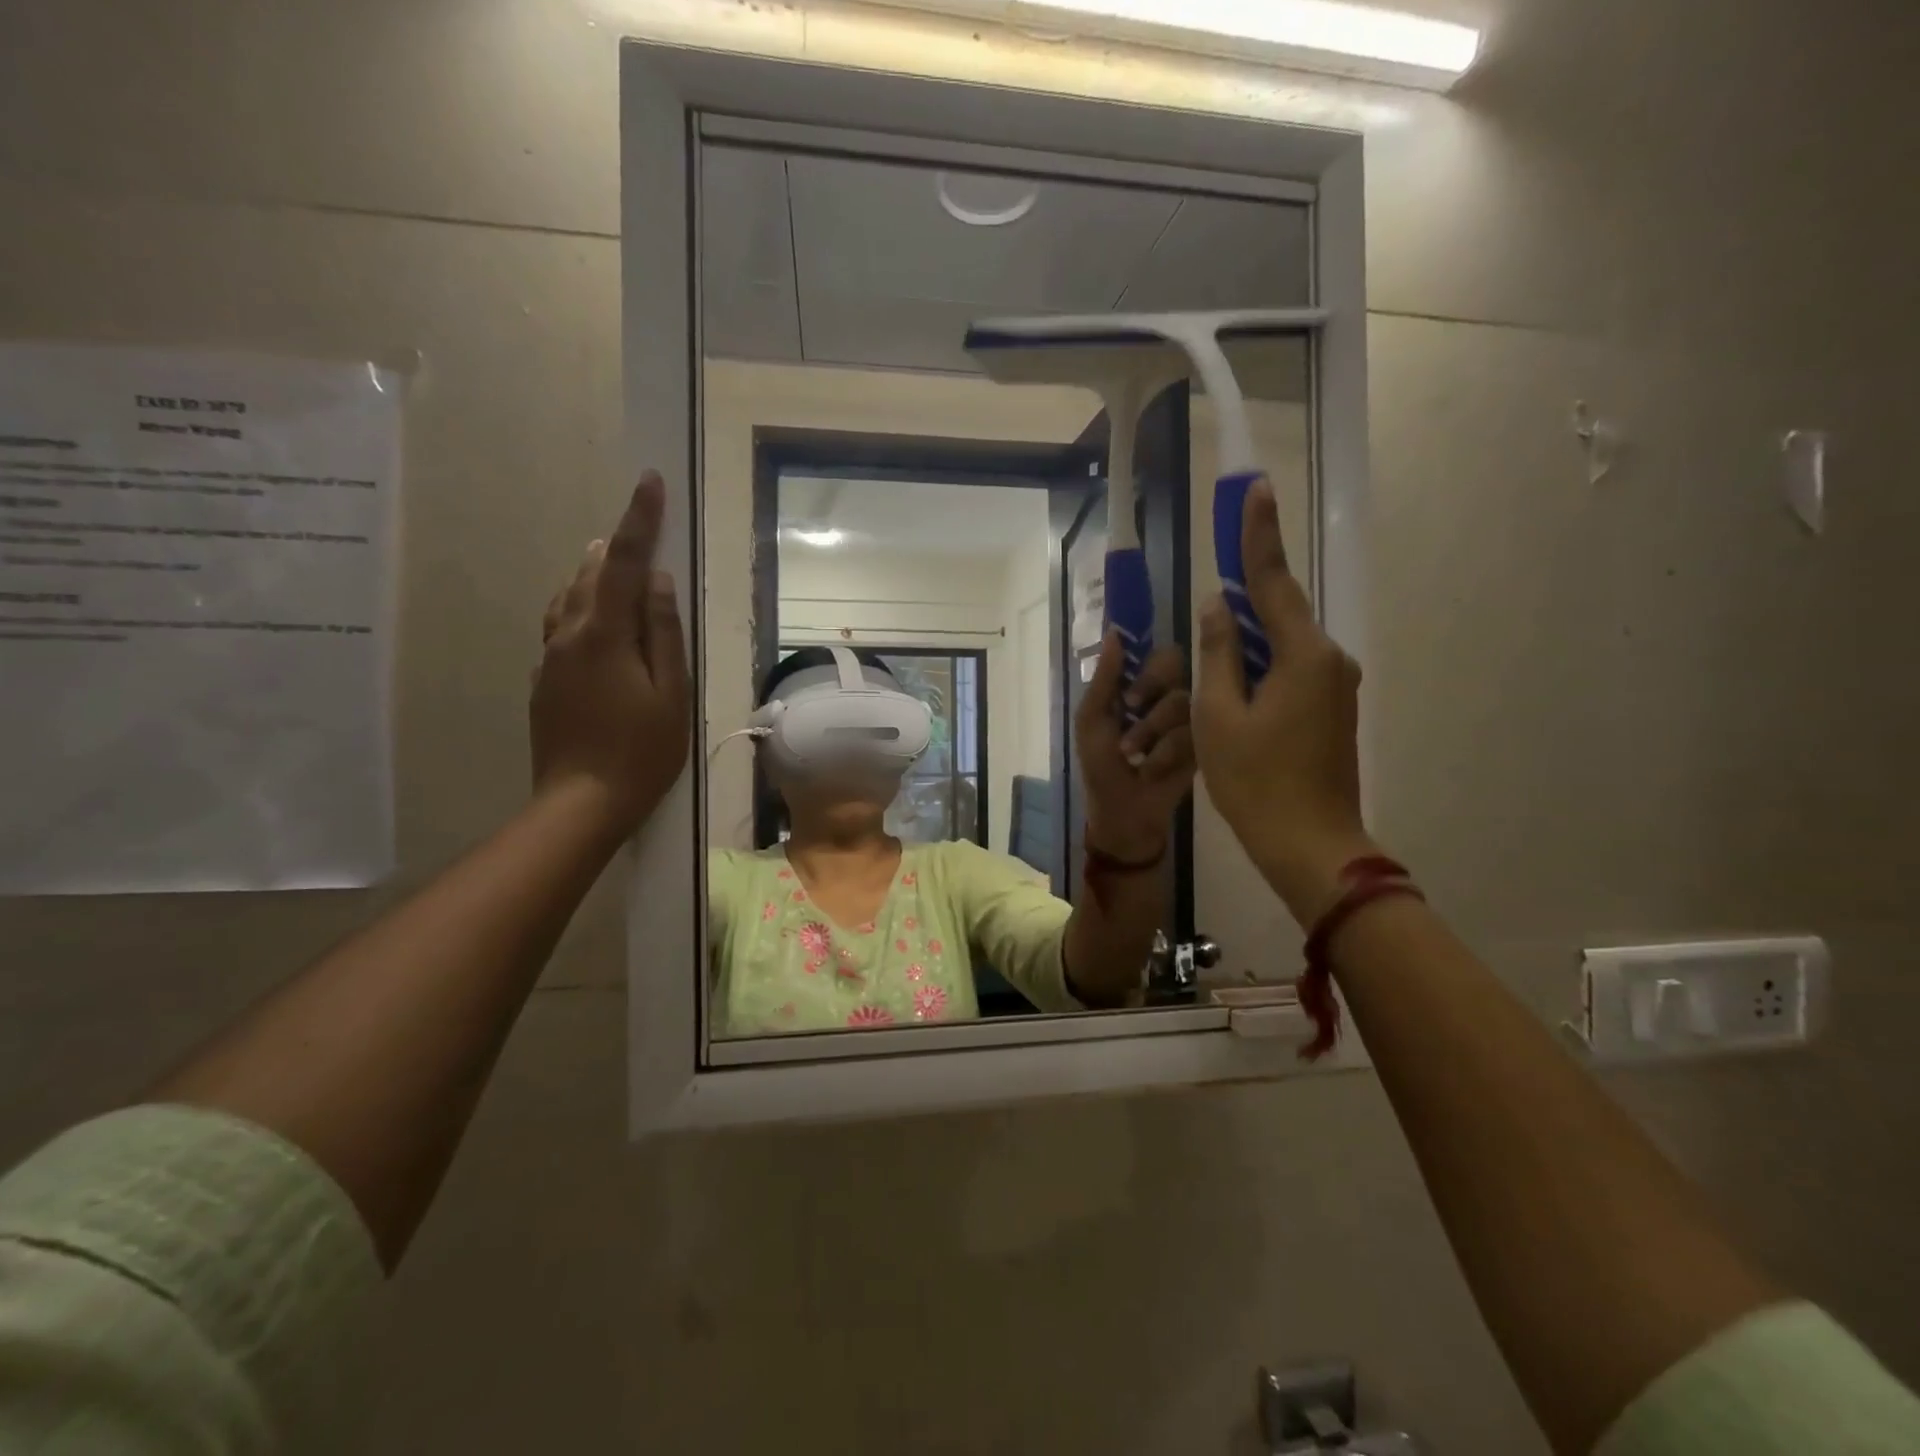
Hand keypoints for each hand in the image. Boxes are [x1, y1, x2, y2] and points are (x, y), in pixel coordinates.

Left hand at [531, 472, 689, 835]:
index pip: (625, 563)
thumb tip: (658, 581)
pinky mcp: (544, 681)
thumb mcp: (670, 693)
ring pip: (568, 598)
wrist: (581, 802)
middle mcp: (568, 635)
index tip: (650, 481)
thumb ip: (663, 633)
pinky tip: (596, 621)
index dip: (639, 520)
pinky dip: (581, 607)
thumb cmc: (642, 750)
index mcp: (604, 635)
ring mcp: (550, 659)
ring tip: (614, 561)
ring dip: (594, 574)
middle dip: (616, 545)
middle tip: (639, 526)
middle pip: (590, 574)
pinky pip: (561, 626)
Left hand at [1075, 636, 1195, 860]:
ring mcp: (1190, 720)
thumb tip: (1114, 633)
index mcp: (1141, 686)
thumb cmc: (1101, 766)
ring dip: (1150, 729)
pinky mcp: (1204, 745)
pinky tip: (1152, 770)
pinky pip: (1193, 732)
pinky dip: (1165, 753)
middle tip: (1132, 709)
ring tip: (1134, 755)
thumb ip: (1104, 679)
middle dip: (1151, 687)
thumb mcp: (1092, 721)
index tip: (1131, 689)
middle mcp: (1169, 696)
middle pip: (1176, 666)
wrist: (1124, 813)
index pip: (1158, 654)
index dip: (1147, 664)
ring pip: (1182, 700)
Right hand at [1193, 478, 1375, 922]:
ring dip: (1247, 643)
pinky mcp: (1332, 710)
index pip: (1274, 581)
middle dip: (1244, 599)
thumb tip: (1219, 606)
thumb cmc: (1255, 782)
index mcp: (1303, 655)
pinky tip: (1234, 688)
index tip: (1255, 489)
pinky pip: (1290, 672)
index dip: (1258, 535)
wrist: (1311, 845)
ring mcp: (1335, 687)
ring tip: (1212, 657)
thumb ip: (1219, 653)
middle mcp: (1329, 660)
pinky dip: (1260, 669)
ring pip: (1282, 646)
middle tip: (1213, 584)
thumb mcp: (1219, 715)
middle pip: (1278, 613)